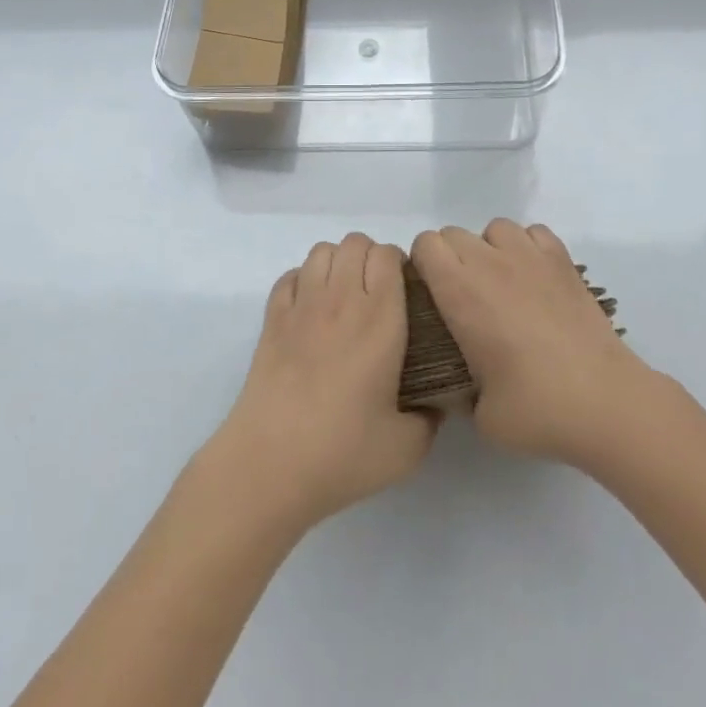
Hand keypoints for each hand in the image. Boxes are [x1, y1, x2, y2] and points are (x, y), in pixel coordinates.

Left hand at [204, 234, 437, 533]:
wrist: (270, 464)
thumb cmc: (342, 453)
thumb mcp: (406, 448)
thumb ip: (429, 419)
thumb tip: (435, 404)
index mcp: (379, 318)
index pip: (388, 255)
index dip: (399, 265)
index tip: (405, 292)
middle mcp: (341, 299)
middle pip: (355, 242)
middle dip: (370, 257)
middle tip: (376, 294)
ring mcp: (302, 305)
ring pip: (321, 251)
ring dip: (337, 263)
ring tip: (343, 296)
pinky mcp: (272, 319)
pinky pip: (290, 276)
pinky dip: (303, 281)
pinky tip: (310, 310)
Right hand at [411, 219, 653, 468]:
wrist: (605, 402)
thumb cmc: (537, 409)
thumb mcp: (480, 415)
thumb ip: (459, 390)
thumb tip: (456, 385)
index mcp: (460, 292)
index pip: (425, 245)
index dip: (423, 265)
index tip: (431, 295)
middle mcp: (490, 263)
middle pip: (454, 234)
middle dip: (451, 259)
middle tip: (465, 299)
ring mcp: (530, 256)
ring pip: (494, 228)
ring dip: (490, 249)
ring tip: (502, 285)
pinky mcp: (563, 260)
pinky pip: (533, 232)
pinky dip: (527, 247)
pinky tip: (534, 278)